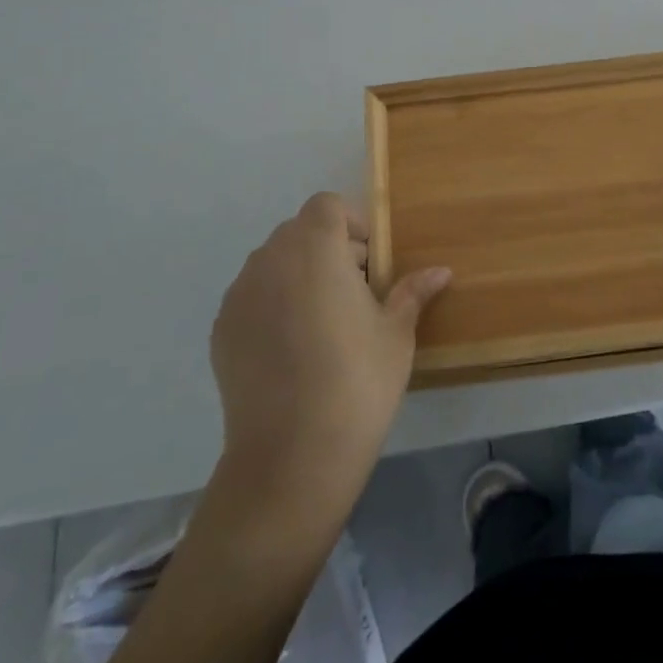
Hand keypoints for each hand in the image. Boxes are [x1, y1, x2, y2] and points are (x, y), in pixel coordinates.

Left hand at [210, 193, 450, 521]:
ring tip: (322, 323)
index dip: (350, 224)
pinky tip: (292, 350)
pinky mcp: (221, 330)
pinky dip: (272, 305)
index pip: (326, 205)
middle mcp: (271, 260)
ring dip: (299, 275)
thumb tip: (441, 271)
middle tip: (354, 293)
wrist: (292, 457)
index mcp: (315, 248)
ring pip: (272, 263)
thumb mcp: (396, 334)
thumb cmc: (357, 381)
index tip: (369, 262)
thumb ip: (412, 292)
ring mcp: (239, 295)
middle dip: (327, 249)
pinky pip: (252, 297)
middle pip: (298, 232)